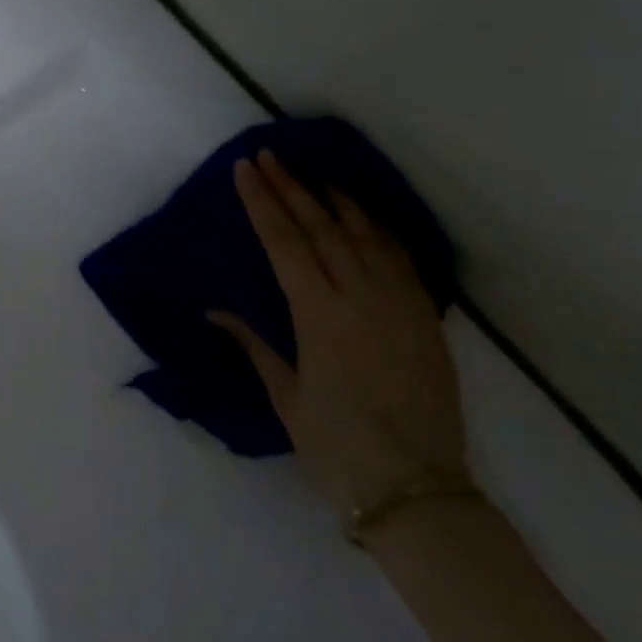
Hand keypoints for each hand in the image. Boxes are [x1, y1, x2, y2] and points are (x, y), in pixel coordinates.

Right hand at [209, 150, 465, 515]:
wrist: (414, 485)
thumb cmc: (334, 445)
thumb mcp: (286, 395)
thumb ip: (256, 344)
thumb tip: (217, 312)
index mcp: (319, 316)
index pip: (285, 244)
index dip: (262, 203)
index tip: (246, 170)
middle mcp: (360, 298)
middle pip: (322, 229)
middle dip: (292, 188)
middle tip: (270, 156)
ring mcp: (399, 304)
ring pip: (366, 235)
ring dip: (337, 200)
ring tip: (315, 175)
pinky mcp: (424, 317)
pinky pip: (400, 258)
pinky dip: (378, 230)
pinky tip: (364, 216)